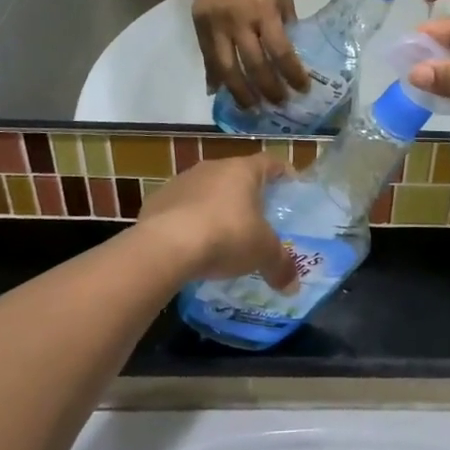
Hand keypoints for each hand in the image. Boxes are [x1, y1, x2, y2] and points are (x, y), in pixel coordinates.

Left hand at [138, 155, 297, 288]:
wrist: (165, 246)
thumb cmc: (226, 236)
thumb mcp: (262, 253)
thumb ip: (280, 266)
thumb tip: (293, 286)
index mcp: (243, 170)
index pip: (270, 162)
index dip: (283, 172)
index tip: (291, 186)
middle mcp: (213, 167)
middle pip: (236, 175)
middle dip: (248, 194)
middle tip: (258, 217)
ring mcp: (181, 181)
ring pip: (206, 190)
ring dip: (215, 207)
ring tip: (222, 234)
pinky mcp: (156, 200)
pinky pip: (180, 207)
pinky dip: (189, 220)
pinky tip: (191, 244)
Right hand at [193, 0, 308, 108]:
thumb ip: (285, 19)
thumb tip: (289, 48)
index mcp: (264, 11)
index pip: (281, 52)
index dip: (292, 74)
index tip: (302, 89)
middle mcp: (239, 21)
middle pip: (254, 66)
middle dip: (269, 90)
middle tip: (279, 104)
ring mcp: (216, 24)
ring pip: (227, 68)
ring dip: (240, 93)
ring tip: (251, 108)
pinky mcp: (199, 23)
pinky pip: (207, 56)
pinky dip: (214, 76)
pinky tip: (221, 92)